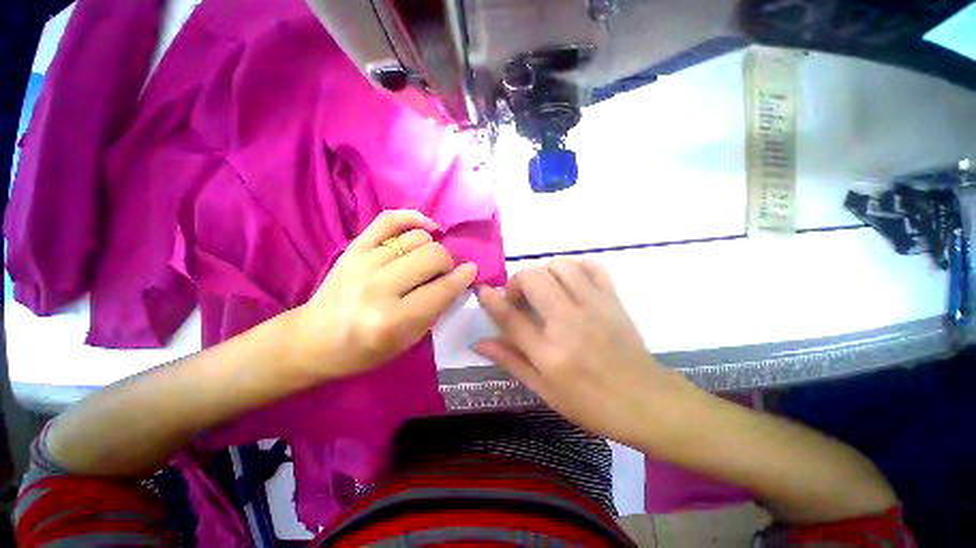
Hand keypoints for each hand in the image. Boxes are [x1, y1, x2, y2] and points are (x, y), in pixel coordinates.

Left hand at [293, 210, 476, 379]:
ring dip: (432, 248)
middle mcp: (379, 287)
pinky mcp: (354, 248)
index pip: (442, 289)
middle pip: (433, 255)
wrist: (314, 339)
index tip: (471, 271)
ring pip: (418, 238)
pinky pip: (389, 219)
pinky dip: (413, 218)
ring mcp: (364, 262)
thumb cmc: (364, 350)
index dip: (463, 277)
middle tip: (443, 272)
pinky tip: (426, 227)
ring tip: (427, 260)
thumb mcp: (407, 341)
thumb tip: (457, 280)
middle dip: (447, 262)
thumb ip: (435, 310)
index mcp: (393, 320)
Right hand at [475, 258, 693, 445]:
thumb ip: (511, 360)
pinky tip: (570, 281)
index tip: (483, 291)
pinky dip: (575, 267)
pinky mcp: (612, 299)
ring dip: (544, 272)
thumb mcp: (544, 389)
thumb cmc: (591, 403)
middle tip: (519, 298)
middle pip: (533, 279)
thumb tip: (479, 343)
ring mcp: (594, 306)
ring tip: (544, 289)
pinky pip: (591, 266)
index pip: (510, 317)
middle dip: (517, 282)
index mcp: (549, 353)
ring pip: (560, 266)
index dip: (491, 300)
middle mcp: (568, 323)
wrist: (646, 401)